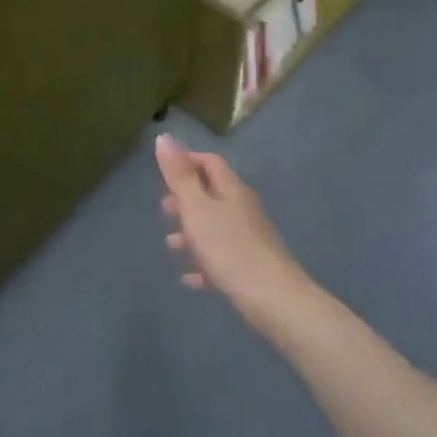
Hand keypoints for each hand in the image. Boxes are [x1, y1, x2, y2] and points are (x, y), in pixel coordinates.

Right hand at [156, 134, 309, 329]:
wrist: (273, 300)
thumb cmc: (229, 248)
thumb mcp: (196, 208)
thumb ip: (179, 175)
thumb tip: (164, 137)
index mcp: (231, 190)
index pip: (210, 162)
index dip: (187, 161)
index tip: (163, 173)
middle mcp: (243, 209)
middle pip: (212, 194)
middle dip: (185, 199)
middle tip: (164, 209)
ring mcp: (249, 238)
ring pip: (215, 226)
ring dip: (192, 232)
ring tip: (171, 244)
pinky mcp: (251, 267)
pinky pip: (222, 258)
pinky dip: (204, 262)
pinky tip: (190, 278)